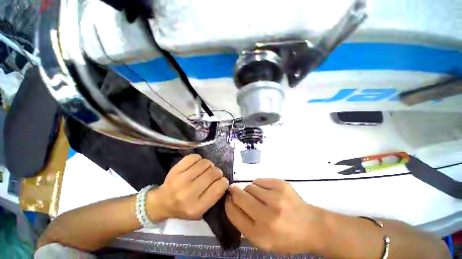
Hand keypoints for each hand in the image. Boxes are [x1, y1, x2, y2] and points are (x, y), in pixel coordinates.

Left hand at [147, 154, 228, 220]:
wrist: (161, 202)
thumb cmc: (183, 208)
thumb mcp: (201, 211)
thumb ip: (214, 196)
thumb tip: (223, 179)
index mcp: (196, 208)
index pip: (218, 188)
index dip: (224, 182)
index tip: (222, 181)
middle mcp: (188, 194)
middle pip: (212, 173)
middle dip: (218, 172)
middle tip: (215, 174)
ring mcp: (180, 180)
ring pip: (205, 163)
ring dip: (209, 165)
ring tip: (205, 169)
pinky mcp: (175, 169)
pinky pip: (194, 157)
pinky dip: (199, 159)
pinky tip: (197, 165)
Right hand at [225, 179, 327, 253]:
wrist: (312, 226)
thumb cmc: (286, 237)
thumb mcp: (263, 241)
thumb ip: (245, 223)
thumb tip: (231, 202)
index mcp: (261, 236)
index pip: (234, 214)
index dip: (228, 204)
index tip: (228, 199)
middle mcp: (268, 217)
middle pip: (240, 196)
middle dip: (235, 192)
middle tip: (236, 192)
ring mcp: (276, 198)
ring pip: (250, 186)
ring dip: (250, 191)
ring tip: (260, 197)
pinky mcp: (281, 185)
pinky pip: (259, 180)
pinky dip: (259, 186)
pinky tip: (268, 193)